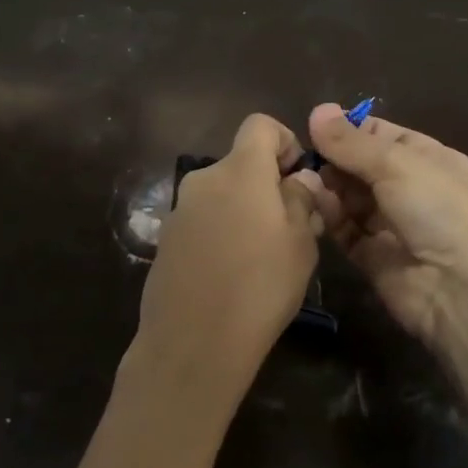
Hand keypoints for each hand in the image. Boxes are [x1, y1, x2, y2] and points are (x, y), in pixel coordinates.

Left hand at [131, 114, 324, 404]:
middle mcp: (204, 179)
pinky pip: (203, 221)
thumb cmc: (260, 287)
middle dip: (268, 185)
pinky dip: (221, 233)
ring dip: (245, 211)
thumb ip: (301, 200)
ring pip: (222, 194)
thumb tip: (300, 180)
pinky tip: (231, 274)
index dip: (285, 142)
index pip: (261, 125)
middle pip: (241, 163)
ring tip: (263, 257)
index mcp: (240, 170)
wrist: (192, 343)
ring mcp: (180, 210)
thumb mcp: (300, 243)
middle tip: (292, 228)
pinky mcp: (166, 240)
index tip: (298, 180)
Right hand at [307, 103, 467, 350]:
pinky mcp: (373, 257)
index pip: (382, 135)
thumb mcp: (397, 164)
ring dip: (328, 186)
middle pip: (362, 166)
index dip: (349, 130)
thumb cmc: (439, 210)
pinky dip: (329, 216)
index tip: (314, 126)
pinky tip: (312, 202)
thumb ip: (352, 142)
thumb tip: (317, 109)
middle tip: (303, 155)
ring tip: (303, 177)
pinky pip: (345, 229)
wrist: (462, 292)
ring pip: (350, 197)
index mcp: (429, 159)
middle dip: (333, 159)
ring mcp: (392, 224)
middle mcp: (411, 189)